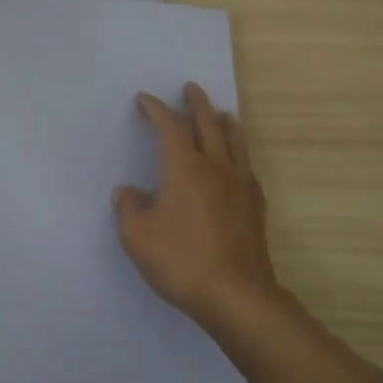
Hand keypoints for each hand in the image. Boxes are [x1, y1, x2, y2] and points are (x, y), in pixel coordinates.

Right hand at [114, 83, 278, 328]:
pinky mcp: (255, 206)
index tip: (145, 99)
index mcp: (183, 167)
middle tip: (190, 88)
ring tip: (221, 113)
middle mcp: (214, 167)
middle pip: (207, 124)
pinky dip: (239, 152)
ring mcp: (239, 185)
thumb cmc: (180, 260)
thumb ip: (129, 209)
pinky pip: (246, 166)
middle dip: (196, 103)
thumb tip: (128, 192)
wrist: (236, 295)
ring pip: (235, 141)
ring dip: (224, 121)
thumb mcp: (137, 237)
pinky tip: (237, 161)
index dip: (156, 109)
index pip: (169, 127)